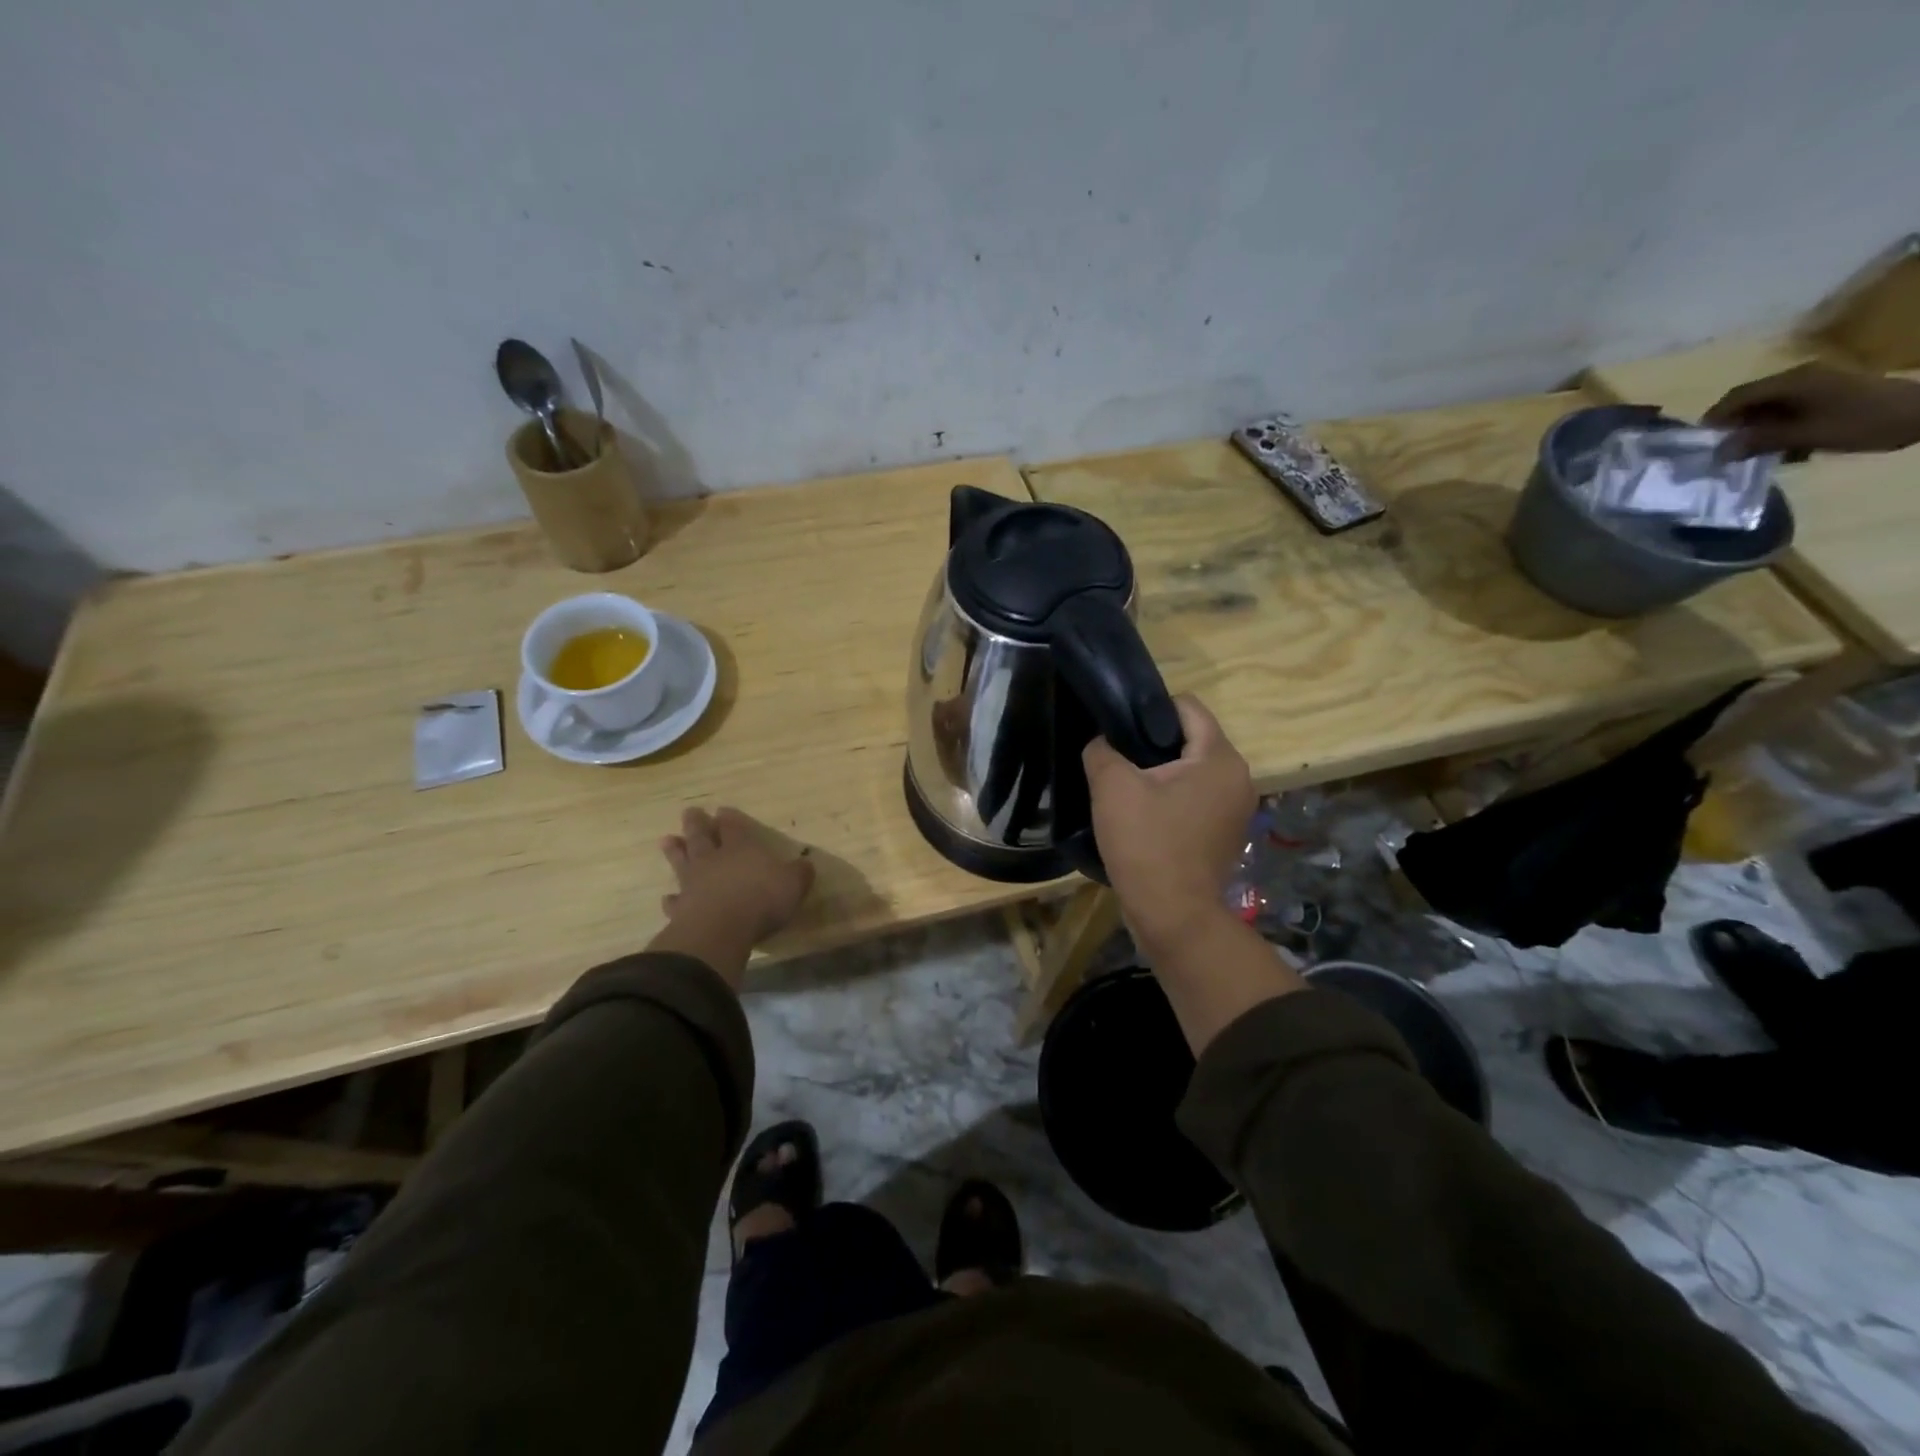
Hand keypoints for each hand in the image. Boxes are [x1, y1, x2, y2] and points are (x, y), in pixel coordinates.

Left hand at [650, 808, 815, 983]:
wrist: (721, 928)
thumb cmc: (761, 899)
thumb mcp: (793, 884)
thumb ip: (799, 873)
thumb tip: (806, 865)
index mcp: (741, 848)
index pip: (734, 827)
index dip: (729, 818)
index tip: (722, 810)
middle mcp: (714, 860)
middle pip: (702, 836)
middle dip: (697, 824)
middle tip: (690, 812)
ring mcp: (694, 883)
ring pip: (682, 861)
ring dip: (675, 851)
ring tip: (667, 840)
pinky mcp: (681, 908)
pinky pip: (674, 901)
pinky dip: (671, 899)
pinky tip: (667, 898)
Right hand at [1083, 696, 1255, 950]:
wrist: (1173, 915)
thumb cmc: (1147, 844)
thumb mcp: (1112, 787)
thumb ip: (1102, 749)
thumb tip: (1102, 741)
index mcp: (1220, 757)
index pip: (1187, 707)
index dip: (1149, 708)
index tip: (1118, 727)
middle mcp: (1239, 777)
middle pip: (1192, 739)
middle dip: (1153, 743)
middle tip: (1116, 759)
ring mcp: (1237, 809)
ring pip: (1193, 771)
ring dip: (1162, 773)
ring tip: (1126, 788)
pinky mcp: (1227, 834)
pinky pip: (1197, 799)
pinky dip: (1173, 799)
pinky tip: (1144, 816)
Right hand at [1704, 362, 1919, 459]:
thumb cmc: (1863, 421)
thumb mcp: (1806, 435)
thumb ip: (1760, 442)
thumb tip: (1718, 453)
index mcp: (1792, 381)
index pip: (1736, 396)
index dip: (1714, 419)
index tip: (1702, 444)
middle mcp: (1800, 377)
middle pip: (1752, 401)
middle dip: (1735, 428)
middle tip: (1726, 454)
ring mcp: (1818, 384)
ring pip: (1770, 408)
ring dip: (1758, 431)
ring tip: (1755, 455)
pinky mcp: (1831, 394)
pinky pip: (1791, 410)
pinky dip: (1780, 428)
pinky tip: (1786, 448)